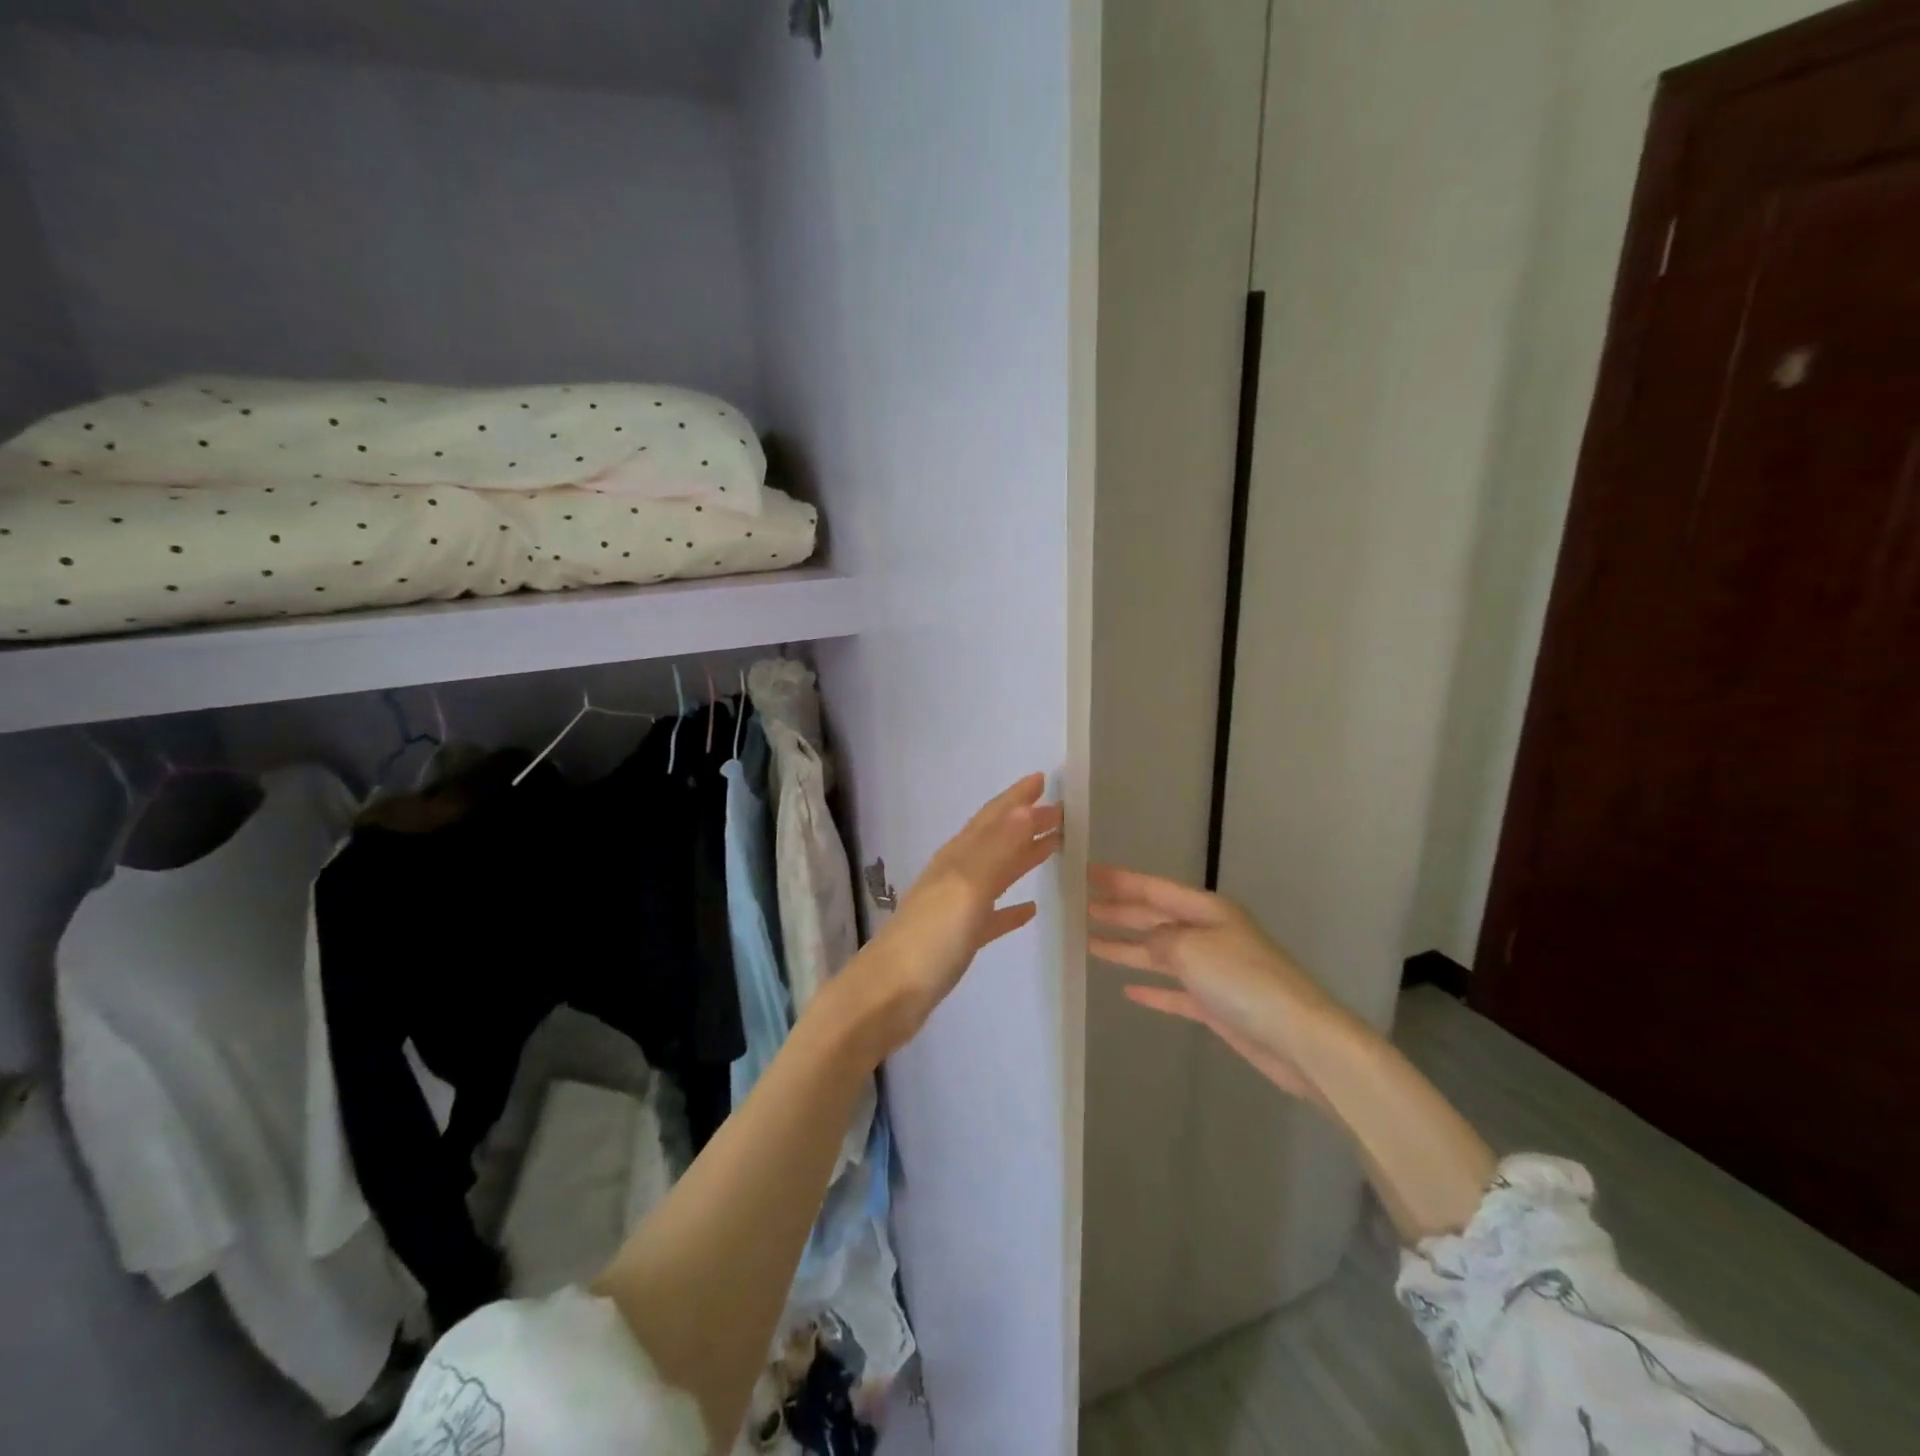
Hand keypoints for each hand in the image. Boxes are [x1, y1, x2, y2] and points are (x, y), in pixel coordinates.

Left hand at [828, 774, 1062, 1063]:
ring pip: (996, 873)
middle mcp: (955, 875)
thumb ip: (997, 848)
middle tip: (1061, 813)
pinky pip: (992, 915)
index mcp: (957, 858)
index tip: (1043, 779)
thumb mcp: (966, 886)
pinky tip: (1030, 909)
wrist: (888, 996)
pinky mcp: (958, 940)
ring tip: (1053, 847)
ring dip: (1023, 857)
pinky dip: (1011, 908)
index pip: (993, 818)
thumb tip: (1025, 807)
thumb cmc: (931, 938)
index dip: (1017, 798)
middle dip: (1026, 823)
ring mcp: (955, 908)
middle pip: (996, 840)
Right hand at [1088, 865, 1351, 1106]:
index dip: (1120, 880)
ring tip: (1091, 944)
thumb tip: (1148, 943)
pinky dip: (1152, 989)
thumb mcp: (1191, 948)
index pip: (1153, 888)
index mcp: (1207, 911)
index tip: (1088, 873)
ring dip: (1127, 948)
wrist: (1298, 1038)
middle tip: (1083, 908)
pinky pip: (1175, 991)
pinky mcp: (1216, 1005)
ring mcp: (1213, 970)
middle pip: (1155, 918)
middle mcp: (1209, 934)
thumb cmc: (1243, 980)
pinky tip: (1128, 991)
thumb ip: (1159, 940)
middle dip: (1120, 912)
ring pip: (1160, 954)